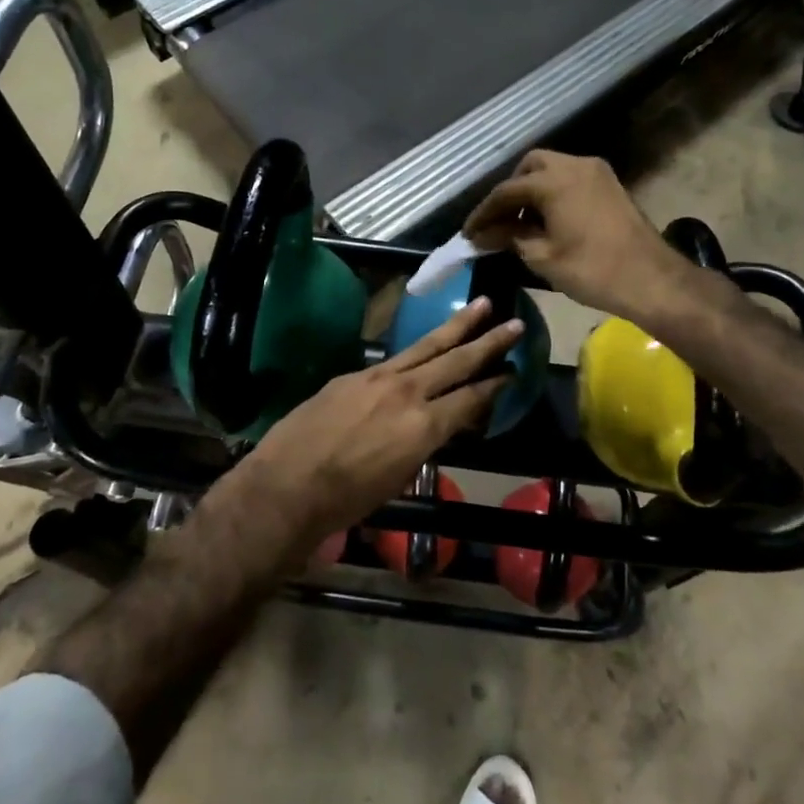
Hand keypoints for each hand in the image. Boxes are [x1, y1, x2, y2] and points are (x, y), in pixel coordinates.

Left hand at [214, 298, 522, 556]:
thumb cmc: (347, 499)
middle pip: (456, 361)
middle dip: (489, 342)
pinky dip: (417, 350)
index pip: (470, 398)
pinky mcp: (355, 373)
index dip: (495, 386)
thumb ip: (423, 443)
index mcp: (423, 426)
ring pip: (427, 346)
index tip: (514, 370)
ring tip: (482, 305)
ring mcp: (379, 377)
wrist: (288, 484)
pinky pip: (395, 358)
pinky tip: (426, 345)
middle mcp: (408, 392)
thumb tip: (439, 424)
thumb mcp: (399, 476)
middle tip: (515, 322)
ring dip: (457, 326)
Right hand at [463, 150, 687, 322]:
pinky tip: (549, 221)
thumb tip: (485, 235)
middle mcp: (574, 165)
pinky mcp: (611, 185)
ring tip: (523, 224)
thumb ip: (510, 238)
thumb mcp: (542, 257)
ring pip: (553, 169)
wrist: (652, 280)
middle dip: (511, 192)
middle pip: (530, 167)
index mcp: (553, 180)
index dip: (484, 213)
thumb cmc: (592, 270)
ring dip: (534, 191)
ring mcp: (596, 172)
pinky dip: (554, 192)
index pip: (506, 191)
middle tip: (499, 222)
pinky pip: (572, 178)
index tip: (468, 233)